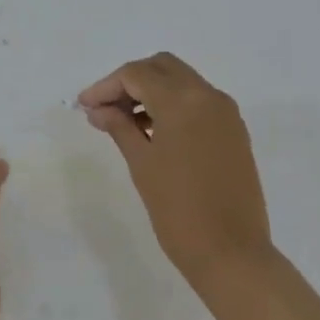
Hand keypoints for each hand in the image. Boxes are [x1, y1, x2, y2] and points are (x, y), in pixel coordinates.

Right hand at [78, 53, 274, 287]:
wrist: (231, 251)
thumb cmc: (178, 211)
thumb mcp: (142, 165)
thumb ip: (119, 128)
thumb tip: (98, 109)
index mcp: (184, 100)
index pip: (138, 74)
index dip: (106, 86)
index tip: (84, 107)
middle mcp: (209, 96)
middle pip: (163, 67)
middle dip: (130, 81)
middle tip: (104, 108)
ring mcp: (227, 113)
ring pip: (183, 82)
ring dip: (152, 92)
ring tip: (123, 123)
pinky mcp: (235, 131)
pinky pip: (199, 103)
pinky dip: (174, 106)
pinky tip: (153, 132)